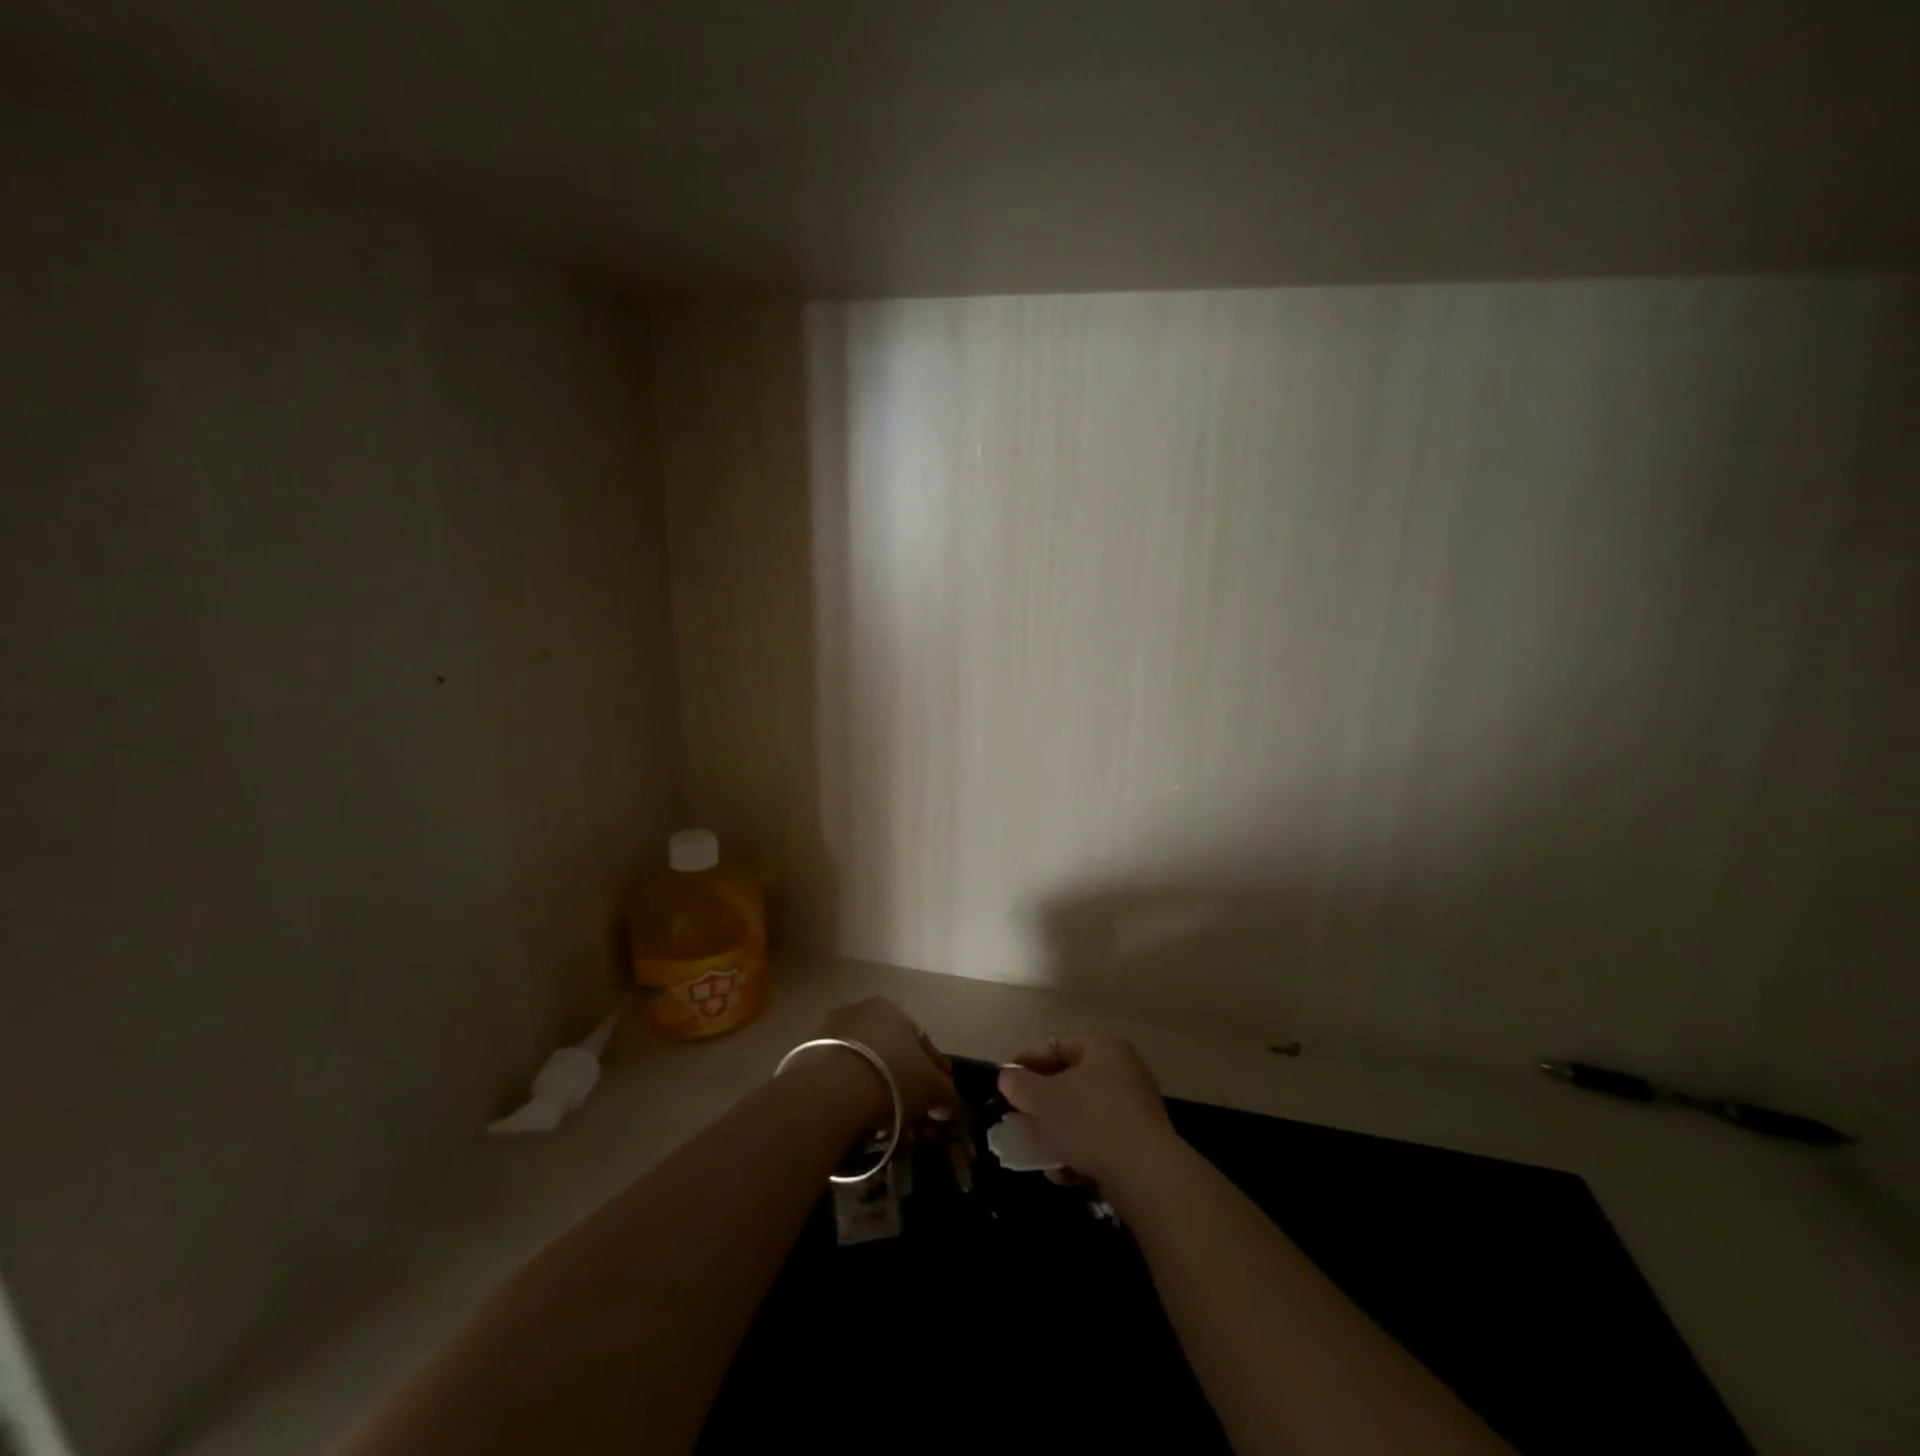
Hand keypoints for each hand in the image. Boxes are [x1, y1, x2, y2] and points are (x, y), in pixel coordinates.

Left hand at [802, 996, 957, 1125]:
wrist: (828, 1092)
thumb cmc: (891, 1079)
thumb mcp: (934, 1088)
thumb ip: (947, 1095)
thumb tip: (948, 1106)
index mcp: (893, 1009)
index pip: (923, 1044)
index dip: (937, 1076)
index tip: (940, 1103)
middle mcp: (860, 1011)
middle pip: (891, 1052)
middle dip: (904, 1083)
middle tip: (911, 1115)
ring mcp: (829, 1032)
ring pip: (864, 1064)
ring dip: (875, 1088)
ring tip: (882, 1122)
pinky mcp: (805, 1057)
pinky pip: (838, 1079)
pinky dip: (850, 1096)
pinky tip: (856, 1118)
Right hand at [997, 1035, 1179, 1185]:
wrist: (1146, 1175)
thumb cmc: (1090, 1122)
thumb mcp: (1044, 1100)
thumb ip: (1020, 1085)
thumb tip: (1007, 1077)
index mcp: (1103, 1048)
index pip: (1056, 1046)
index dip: (1027, 1063)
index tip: (1005, 1084)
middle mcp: (1123, 1071)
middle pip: (1070, 1083)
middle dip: (1042, 1105)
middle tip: (1019, 1121)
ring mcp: (1135, 1108)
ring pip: (1083, 1115)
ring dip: (1058, 1134)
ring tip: (1038, 1154)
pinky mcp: (1141, 1143)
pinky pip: (1100, 1140)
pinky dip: (1080, 1153)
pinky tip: (1065, 1174)